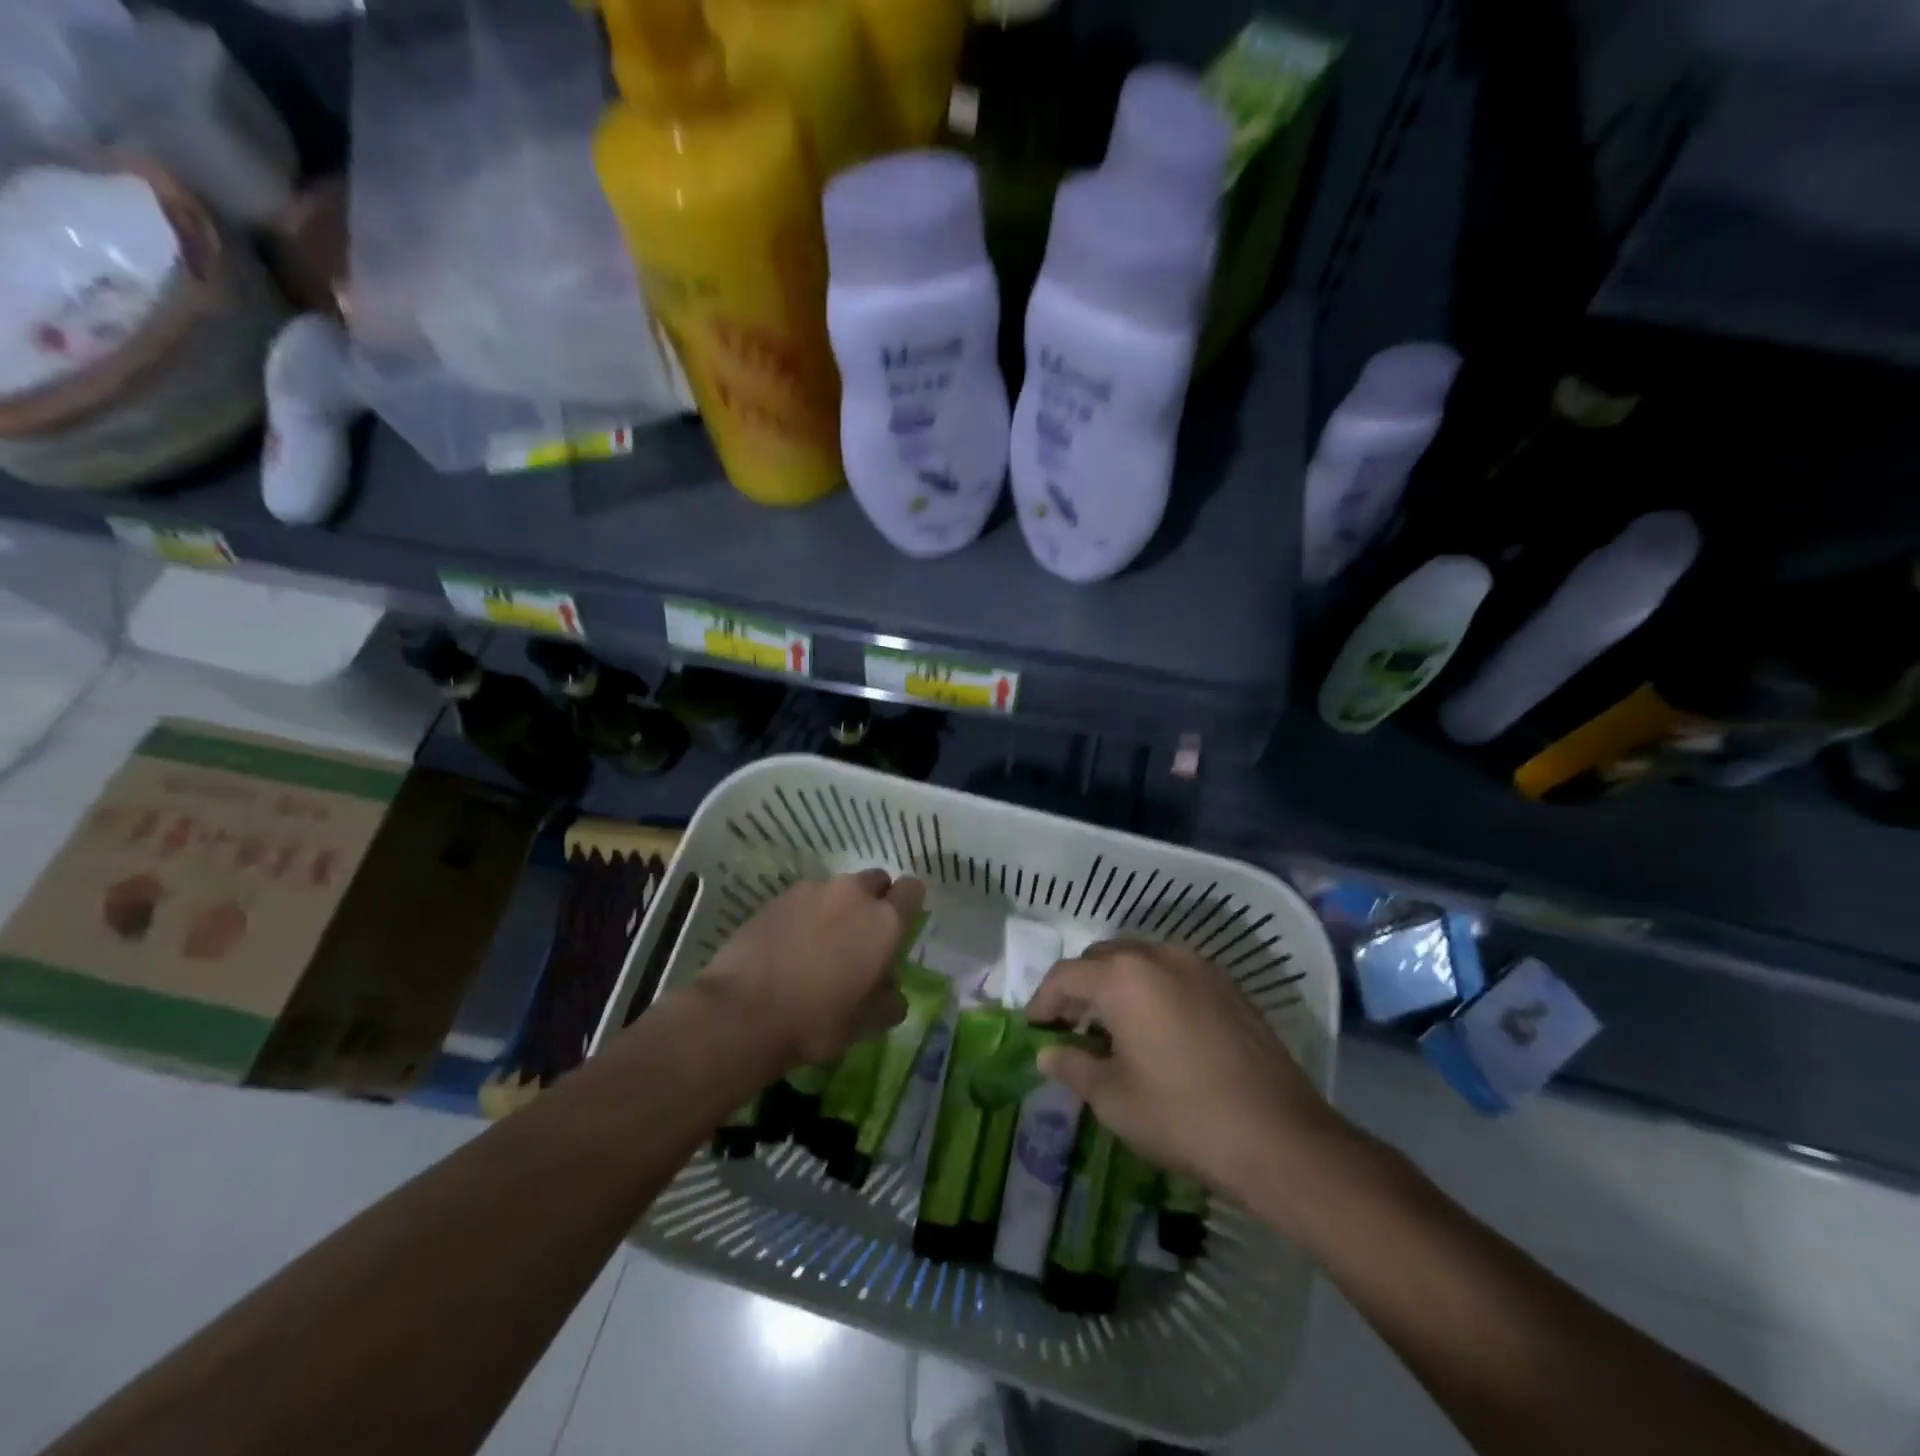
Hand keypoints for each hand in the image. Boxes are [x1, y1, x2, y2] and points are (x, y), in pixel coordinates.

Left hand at [697, 871, 925, 1066]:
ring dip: (837, 908)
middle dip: (873, 900)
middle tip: (860, 935)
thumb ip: (889, 1000)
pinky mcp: (778, 898)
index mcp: (884, 922)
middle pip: (875, 881)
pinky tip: (790, 945)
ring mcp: (812, 891)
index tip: (900, 923)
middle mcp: (853, 895)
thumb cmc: (817, 1021)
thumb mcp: (866, 1024)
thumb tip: (891, 990)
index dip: (909, 903)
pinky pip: (804, 899)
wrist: (743, 1012)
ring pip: (837, 890)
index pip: (912, 889)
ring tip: (820, 943)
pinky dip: (805, 915)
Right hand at [1026, 940, 1358, 1226]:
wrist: (1280, 1138)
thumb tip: (1048, 1053)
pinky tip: (1156, 1030)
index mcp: (1123, 976)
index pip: (1066, 976)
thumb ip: (1073, 1066)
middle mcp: (1159, 956)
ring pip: (1141, 962)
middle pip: (1103, 959)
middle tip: (1069, 1027)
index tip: (1034, 1028)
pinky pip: (1174, 975)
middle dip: (1080, 989)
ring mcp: (1199, 966)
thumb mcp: (1114, 1098)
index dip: (1042, 1001)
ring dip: (1117, 987)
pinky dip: (1152, 991)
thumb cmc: (1182, 1116)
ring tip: (1112, 1028)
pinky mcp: (1228, 985)